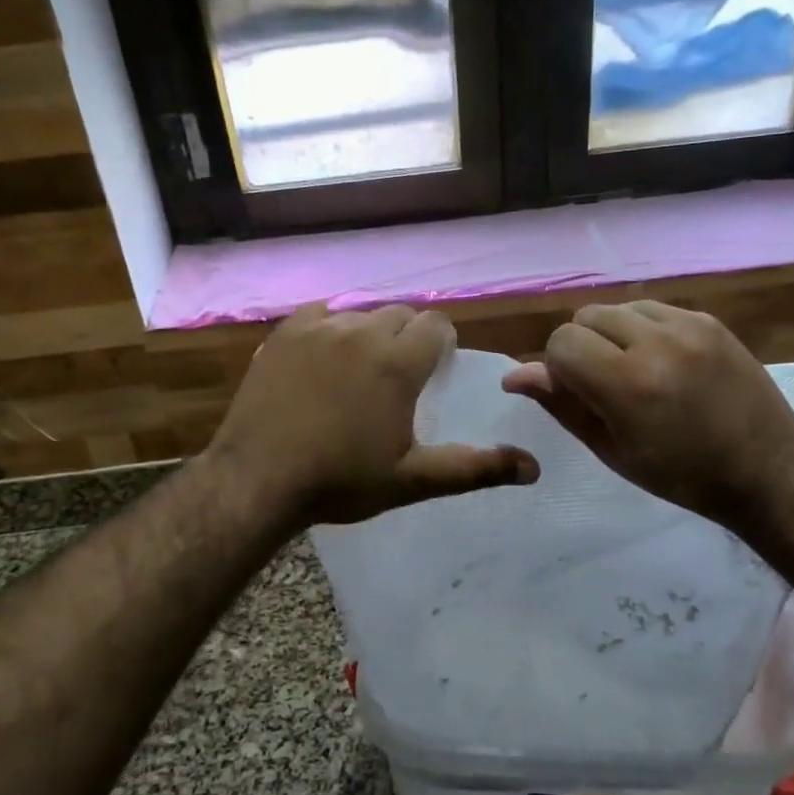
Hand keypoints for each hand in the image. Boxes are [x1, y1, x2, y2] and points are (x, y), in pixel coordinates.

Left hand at [210, 303, 538, 525]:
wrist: (258, 480)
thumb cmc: (342, 481)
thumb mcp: (413, 480)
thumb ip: (475, 468)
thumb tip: (534, 468)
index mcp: (399, 362)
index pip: (437, 326)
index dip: (442, 344)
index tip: (436, 369)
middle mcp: (363, 332)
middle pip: (401, 314)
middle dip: (409, 336)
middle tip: (400, 374)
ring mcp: (319, 328)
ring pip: (361, 313)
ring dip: (371, 332)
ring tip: (361, 368)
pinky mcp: (284, 334)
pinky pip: (319, 313)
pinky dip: (330, 326)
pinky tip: (324, 354)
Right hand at [502, 300, 793, 518]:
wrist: (767, 470)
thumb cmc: (681, 476)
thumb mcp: (612, 450)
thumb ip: (563, 405)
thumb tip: (515, 375)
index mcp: (629, 384)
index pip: (561, 343)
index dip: (558, 369)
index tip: (579, 395)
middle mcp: (657, 342)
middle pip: (585, 317)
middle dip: (582, 348)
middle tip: (604, 385)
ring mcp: (688, 326)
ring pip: (618, 308)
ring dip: (611, 334)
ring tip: (635, 370)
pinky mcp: (709, 320)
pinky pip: (653, 309)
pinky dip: (643, 330)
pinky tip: (662, 361)